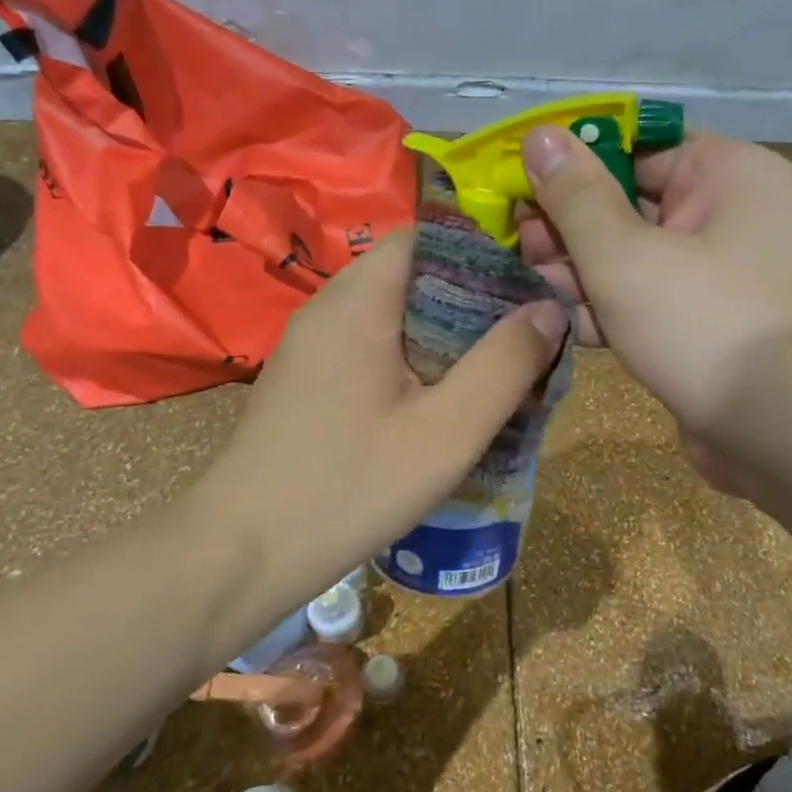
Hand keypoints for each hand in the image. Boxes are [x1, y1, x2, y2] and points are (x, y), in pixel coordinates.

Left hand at [200, 228, 566, 591]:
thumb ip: (505, 365)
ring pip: (395, 314)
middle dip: (472, 300)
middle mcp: (329, 308)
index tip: (527, 290)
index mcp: (359, 301)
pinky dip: (414, 360)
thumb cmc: (349, 487)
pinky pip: (373, 347)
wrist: (242, 553)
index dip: (482, 254)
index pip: (426, 237)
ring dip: (445, 335)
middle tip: (520, 339)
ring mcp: (313, 345)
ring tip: (491, 372)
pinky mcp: (308, 379)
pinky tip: (439, 404)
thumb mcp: (447, 431)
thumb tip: (549, 309)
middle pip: (413, 275)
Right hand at [517, 127, 791, 486]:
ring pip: (635, 257)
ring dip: (581, 271)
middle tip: (515, 241)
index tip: (521, 178)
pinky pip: (649, 301)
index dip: (575, 159)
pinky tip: (561, 321)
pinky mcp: (707, 325)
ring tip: (526, 282)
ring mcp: (721, 275)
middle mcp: (730, 215)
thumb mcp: (625, 254)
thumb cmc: (705, 322)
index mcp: (726, 173)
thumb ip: (575, 196)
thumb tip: (539, 134)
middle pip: (632, 203)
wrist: (787, 434)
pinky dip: (609, 309)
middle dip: (569, 226)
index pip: (639, 145)